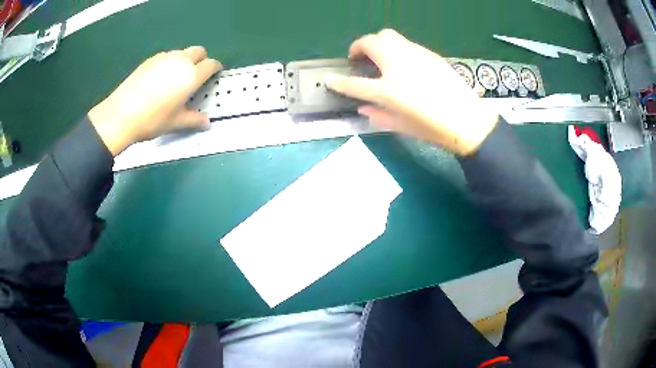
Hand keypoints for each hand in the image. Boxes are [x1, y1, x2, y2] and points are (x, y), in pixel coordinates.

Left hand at [88, 47, 222, 155]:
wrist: (121, 114)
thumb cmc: (153, 119)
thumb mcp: (175, 123)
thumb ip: (194, 120)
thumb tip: (206, 123)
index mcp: (192, 75)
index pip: (211, 64)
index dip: (215, 68)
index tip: (214, 74)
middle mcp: (181, 61)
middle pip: (198, 51)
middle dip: (201, 59)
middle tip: (196, 75)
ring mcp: (164, 58)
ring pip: (181, 52)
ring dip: (184, 60)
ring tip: (175, 77)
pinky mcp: (150, 60)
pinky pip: (166, 56)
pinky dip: (168, 63)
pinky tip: (159, 78)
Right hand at [326, 29, 498, 154]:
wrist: (467, 120)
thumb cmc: (433, 129)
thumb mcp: (401, 127)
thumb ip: (377, 115)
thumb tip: (363, 107)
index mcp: (388, 90)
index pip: (354, 84)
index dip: (338, 82)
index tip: (329, 80)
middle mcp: (398, 65)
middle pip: (369, 43)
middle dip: (358, 47)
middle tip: (359, 58)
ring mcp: (414, 55)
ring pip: (387, 35)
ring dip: (377, 43)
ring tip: (380, 57)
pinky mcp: (428, 53)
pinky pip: (405, 43)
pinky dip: (396, 48)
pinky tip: (403, 62)